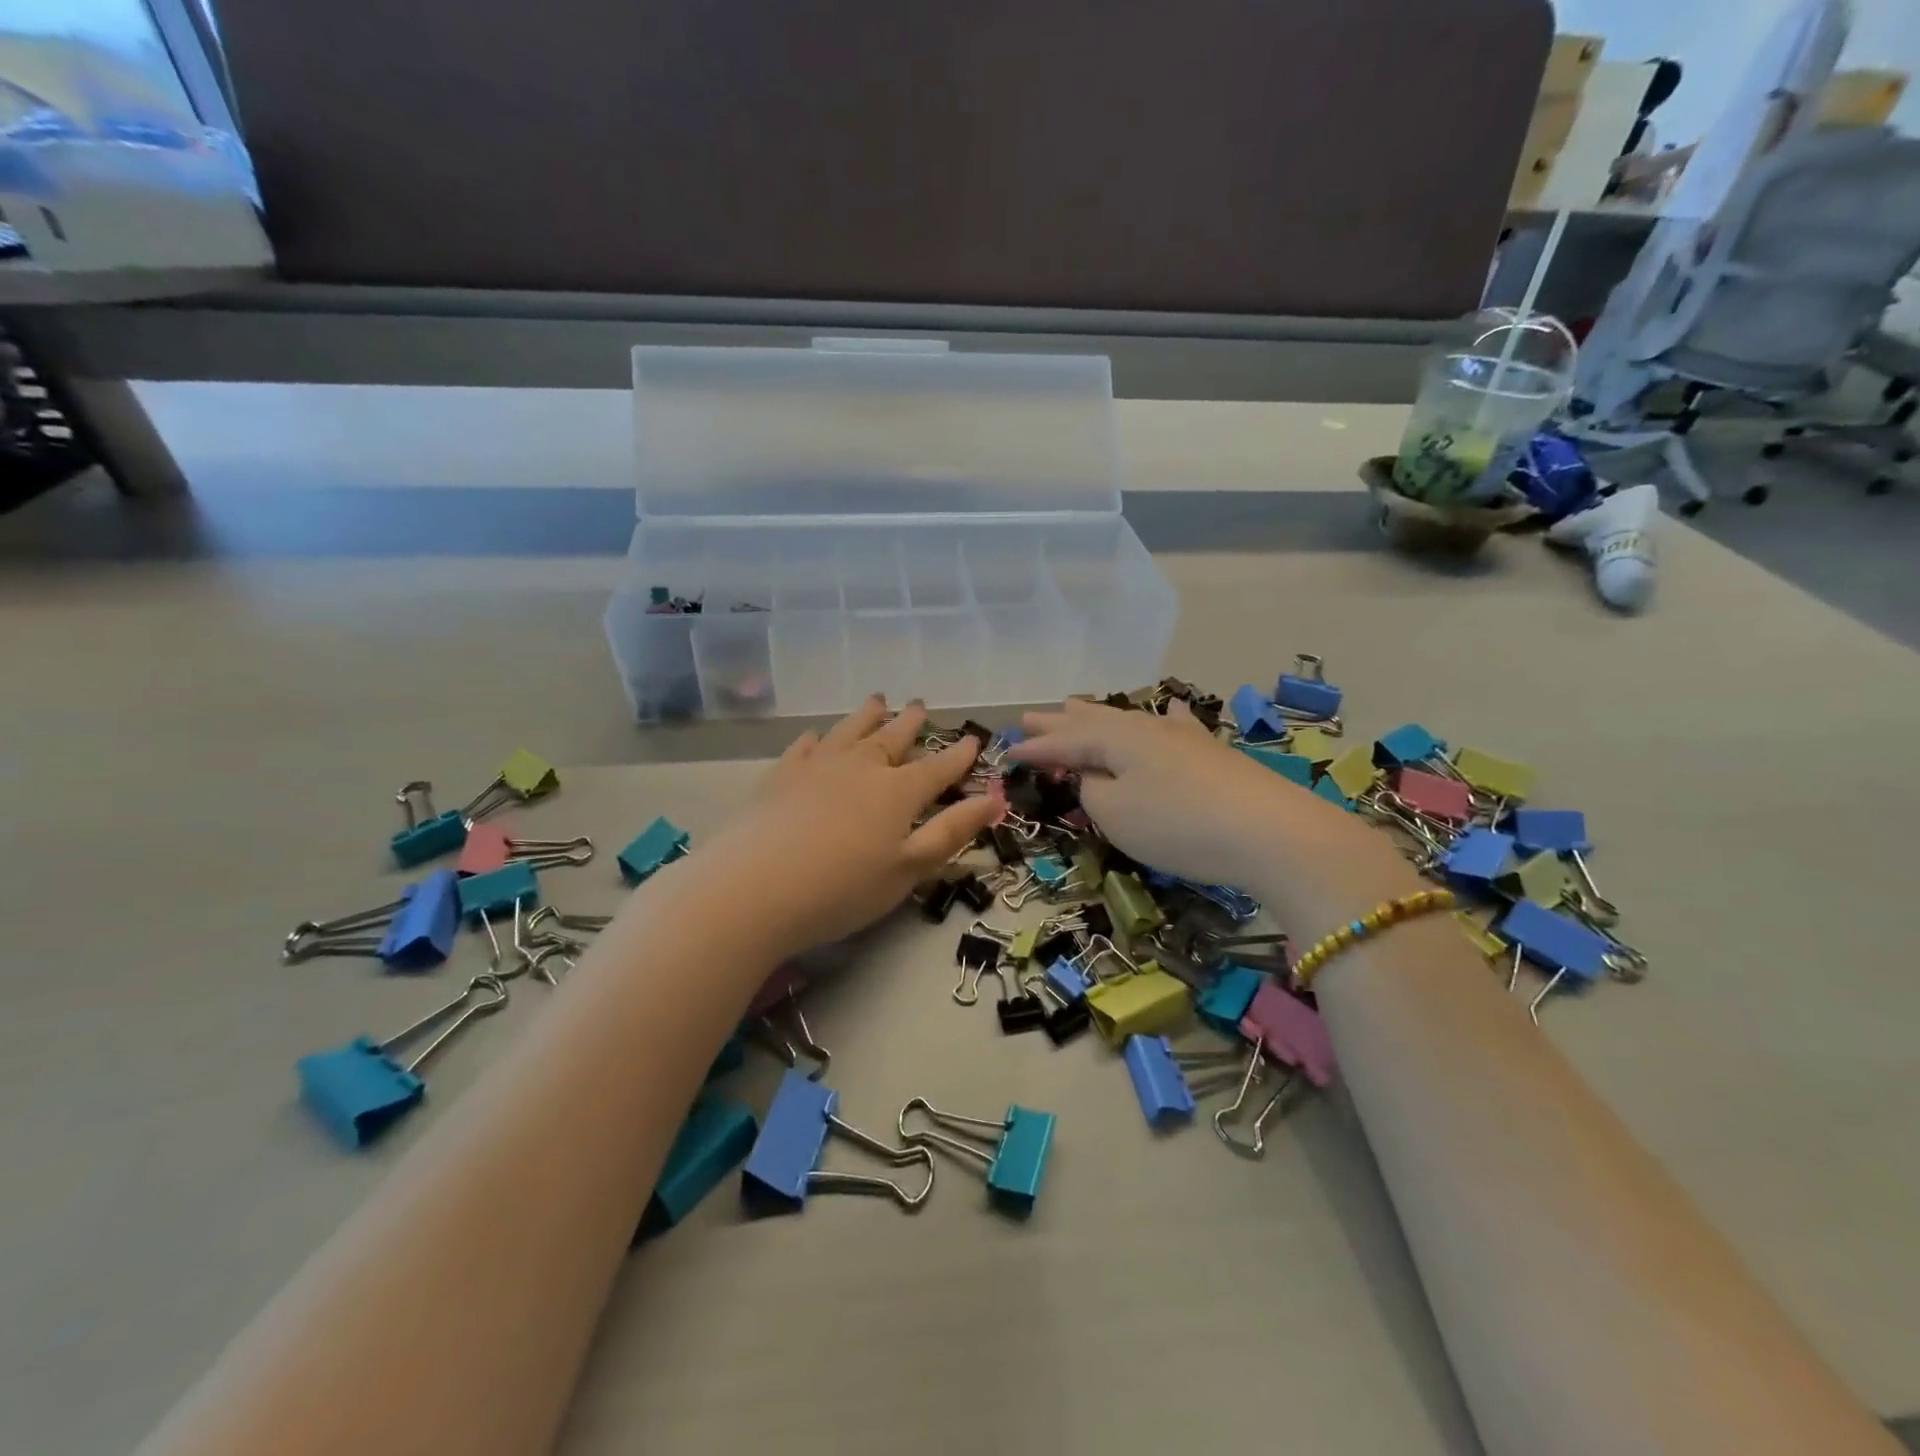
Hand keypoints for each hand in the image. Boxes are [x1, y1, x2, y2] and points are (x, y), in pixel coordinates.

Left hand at [670, 697, 998, 959]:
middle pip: (893, 738)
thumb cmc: (843, 887)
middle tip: (920, 705)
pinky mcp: (781, 776)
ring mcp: (817, 767)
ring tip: (878, 700)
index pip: (937, 767)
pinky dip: (816, 739)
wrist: (756, 888)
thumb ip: (951, 832)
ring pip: (850, 731)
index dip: (958, 755)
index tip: (972, 740)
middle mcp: (861, 768)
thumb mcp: (909, 869)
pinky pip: (804, 747)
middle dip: (911, 723)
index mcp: (898, 792)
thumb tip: (994, 799)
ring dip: (867, 716)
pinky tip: (816, 735)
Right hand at [1007, 699, 1416, 924]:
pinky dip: (1163, 719)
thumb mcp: (1116, 813)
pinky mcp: (1210, 753)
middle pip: (1092, 722)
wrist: (1269, 831)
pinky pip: (1173, 726)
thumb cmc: (1177, 824)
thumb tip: (1092, 777)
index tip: (1007, 751)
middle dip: (1059, 722)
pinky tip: (1170, 710)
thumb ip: (1092, 792)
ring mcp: (1181, 737)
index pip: (1063, 743)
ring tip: (1075, 705)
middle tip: (1030, 715)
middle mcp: (1144, 728)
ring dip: (1097, 716)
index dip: (1035, 749)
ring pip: (1128, 720)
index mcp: (1114, 740)